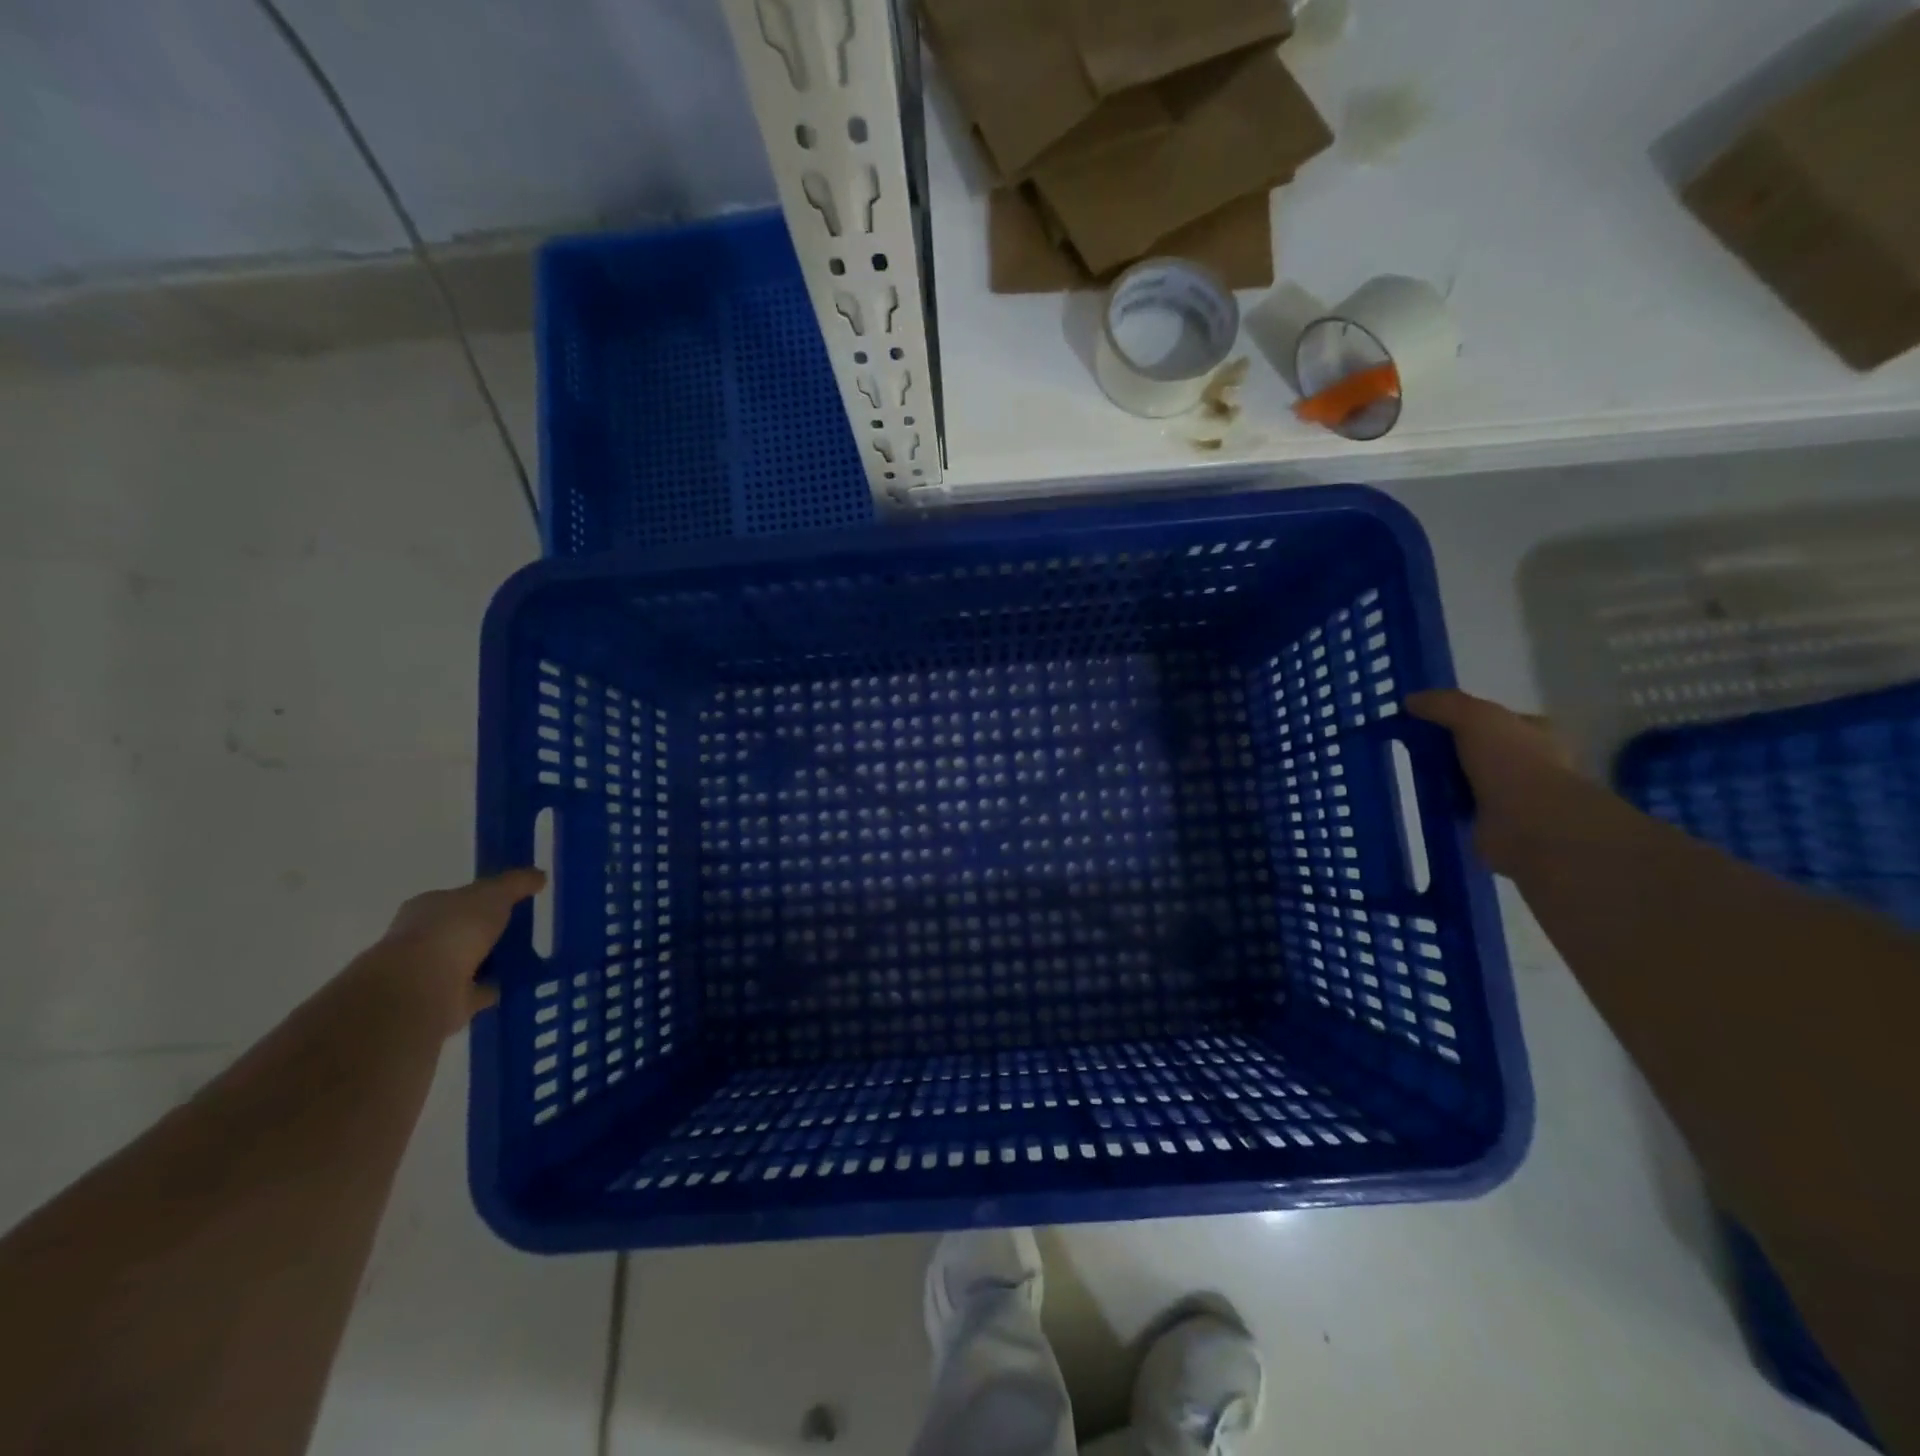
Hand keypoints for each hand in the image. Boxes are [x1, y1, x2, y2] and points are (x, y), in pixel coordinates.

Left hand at [375, 868, 545, 1036]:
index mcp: (428, 908)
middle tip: (526, 929)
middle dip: (490, 931)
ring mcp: (433, 973)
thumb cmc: (453, 930)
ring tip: (531, 957)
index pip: (458, 899)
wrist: (422, 988)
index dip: (485, 898)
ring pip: (471, 962)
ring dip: (493, 961)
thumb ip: (517, 883)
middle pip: (464, 931)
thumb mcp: (494, 893)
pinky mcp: (446, 1002)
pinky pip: (478, 991)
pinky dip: (495, 987)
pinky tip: (520, 983)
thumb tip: (539, 876)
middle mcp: (425, 939)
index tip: (514, 901)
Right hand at [1407, 690, 1576, 875]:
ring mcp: (1516, 796)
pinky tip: (1423, 801)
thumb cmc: (1512, 761)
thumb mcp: (1475, 717)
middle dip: (1450, 750)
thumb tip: (1410, 700)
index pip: (1496, 719)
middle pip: (1480, 749)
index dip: (1463, 717)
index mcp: (1536, 733)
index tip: (1427, 720)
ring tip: (1411, 776)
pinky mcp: (1498, 824)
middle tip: (1412, 749)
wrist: (1530, 824)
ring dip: (1445, 779)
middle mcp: (1531, 763)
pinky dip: (1445, 806)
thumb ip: (1443, 704)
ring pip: (1470, 779)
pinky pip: (1463, 808)